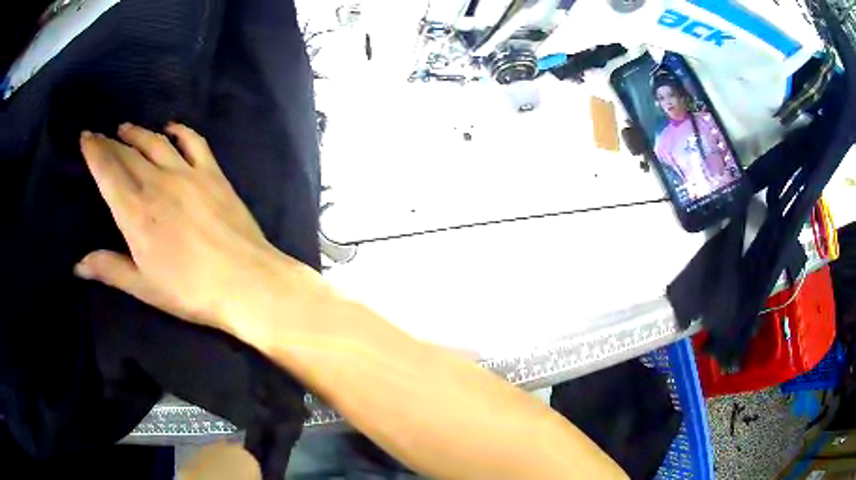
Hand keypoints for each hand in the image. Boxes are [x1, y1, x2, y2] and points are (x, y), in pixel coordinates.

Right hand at [76, 123, 313, 332]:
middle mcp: (158, 183)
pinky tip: (170, 128)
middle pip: (127, 154)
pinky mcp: (213, 174)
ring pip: (155, 143)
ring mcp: (187, 174)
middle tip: (97, 134)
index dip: (94, 151)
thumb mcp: (144, 286)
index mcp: (136, 211)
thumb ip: (109, 269)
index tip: (85, 137)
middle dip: (108, 142)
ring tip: (124, 128)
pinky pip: (194, 142)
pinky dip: (180, 131)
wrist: (246, 282)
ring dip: (137, 133)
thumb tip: (78, 265)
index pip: (108, 171)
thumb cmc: (190, 291)